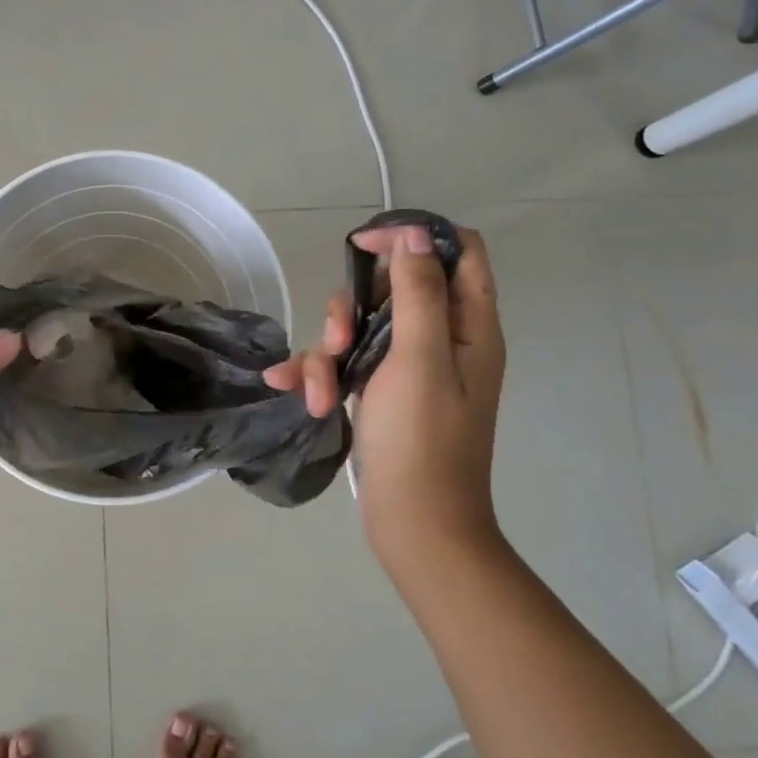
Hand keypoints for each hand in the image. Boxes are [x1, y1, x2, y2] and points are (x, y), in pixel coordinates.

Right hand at [264, 225, 506, 564]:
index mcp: (467, 325)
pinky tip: (290, 389)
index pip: (455, 251)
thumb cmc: (421, 440)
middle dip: (355, 305)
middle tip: (338, 337)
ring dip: (329, 349)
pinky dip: (319, 373)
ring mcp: (410, 367)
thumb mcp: (419, 358)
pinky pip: (346, 361)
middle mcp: (442, 338)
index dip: (412, 237)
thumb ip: (418, 292)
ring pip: (362, 324)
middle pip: (396, 286)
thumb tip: (415, 233)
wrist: (414, 524)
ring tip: (318, 391)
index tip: (364, 246)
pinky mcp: (382, 390)